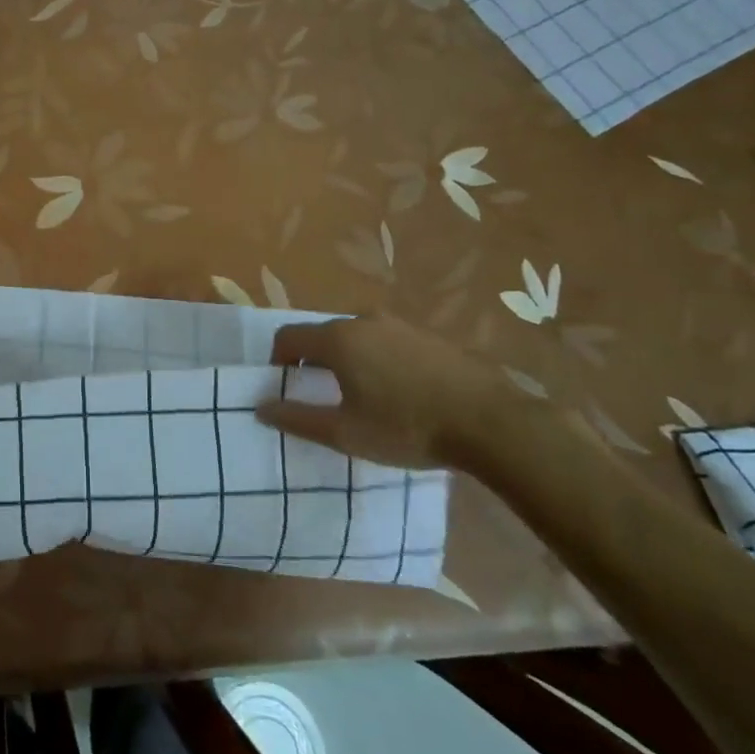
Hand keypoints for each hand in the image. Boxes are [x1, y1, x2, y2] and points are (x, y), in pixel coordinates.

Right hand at [259, 315, 522, 471]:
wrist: (492, 423)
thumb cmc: (407, 427)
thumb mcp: (345, 433)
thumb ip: (298, 419)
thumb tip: (261, 407)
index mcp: (338, 339)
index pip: (288, 336)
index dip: (277, 360)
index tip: (285, 387)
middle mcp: (365, 320)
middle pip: (324, 334)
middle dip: (315, 361)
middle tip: (324, 396)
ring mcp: (401, 324)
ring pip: (358, 336)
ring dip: (350, 360)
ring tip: (364, 396)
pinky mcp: (431, 336)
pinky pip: (389, 342)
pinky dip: (381, 360)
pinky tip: (401, 393)